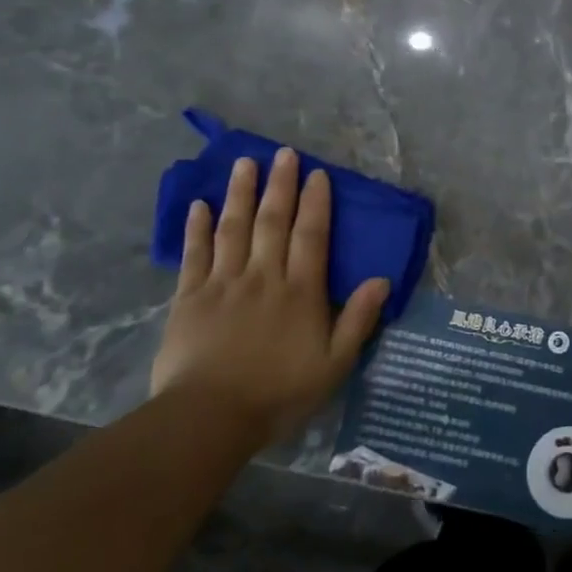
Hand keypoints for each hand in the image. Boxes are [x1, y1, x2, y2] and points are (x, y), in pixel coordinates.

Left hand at [152, 149, 389, 442]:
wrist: (209, 418)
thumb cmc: (278, 393)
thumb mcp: (334, 365)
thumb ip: (358, 320)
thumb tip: (382, 279)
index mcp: (300, 291)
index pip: (311, 235)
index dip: (315, 202)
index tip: (317, 174)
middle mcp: (263, 276)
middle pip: (273, 221)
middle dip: (280, 185)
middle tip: (283, 153)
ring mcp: (223, 284)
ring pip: (233, 228)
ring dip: (240, 194)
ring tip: (244, 164)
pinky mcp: (189, 298)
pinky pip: (193, 255)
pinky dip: (196, 228)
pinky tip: (198, 205)